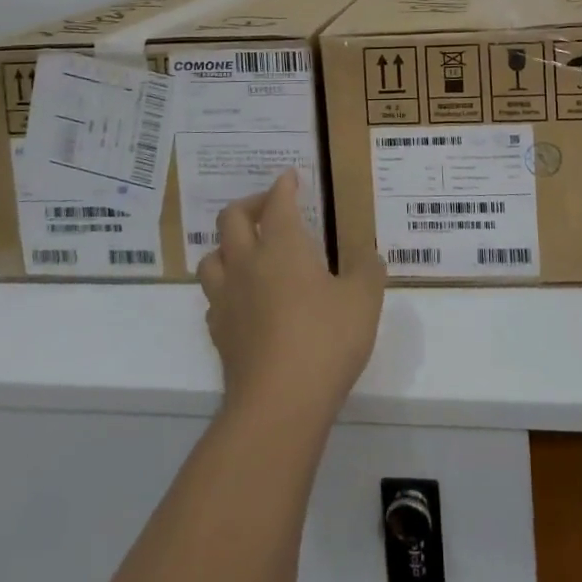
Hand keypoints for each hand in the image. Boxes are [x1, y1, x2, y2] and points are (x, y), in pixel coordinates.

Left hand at [197, 170, 386, 427]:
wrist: (278, 403)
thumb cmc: (325, 340)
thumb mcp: (363, 301)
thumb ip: (368, 271)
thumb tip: (370, 255)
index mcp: (282, 246)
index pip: (278, 203)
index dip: (284, 186)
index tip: (290, 177)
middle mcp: (247, 263)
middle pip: (232, 219)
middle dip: (249, 205)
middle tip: (267, 207)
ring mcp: (227, 298)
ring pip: (211, 257)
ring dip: (227, 246)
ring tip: (246, 252)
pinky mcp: (219, 333)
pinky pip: (213, 298)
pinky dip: (226, 289)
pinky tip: (242, 300)